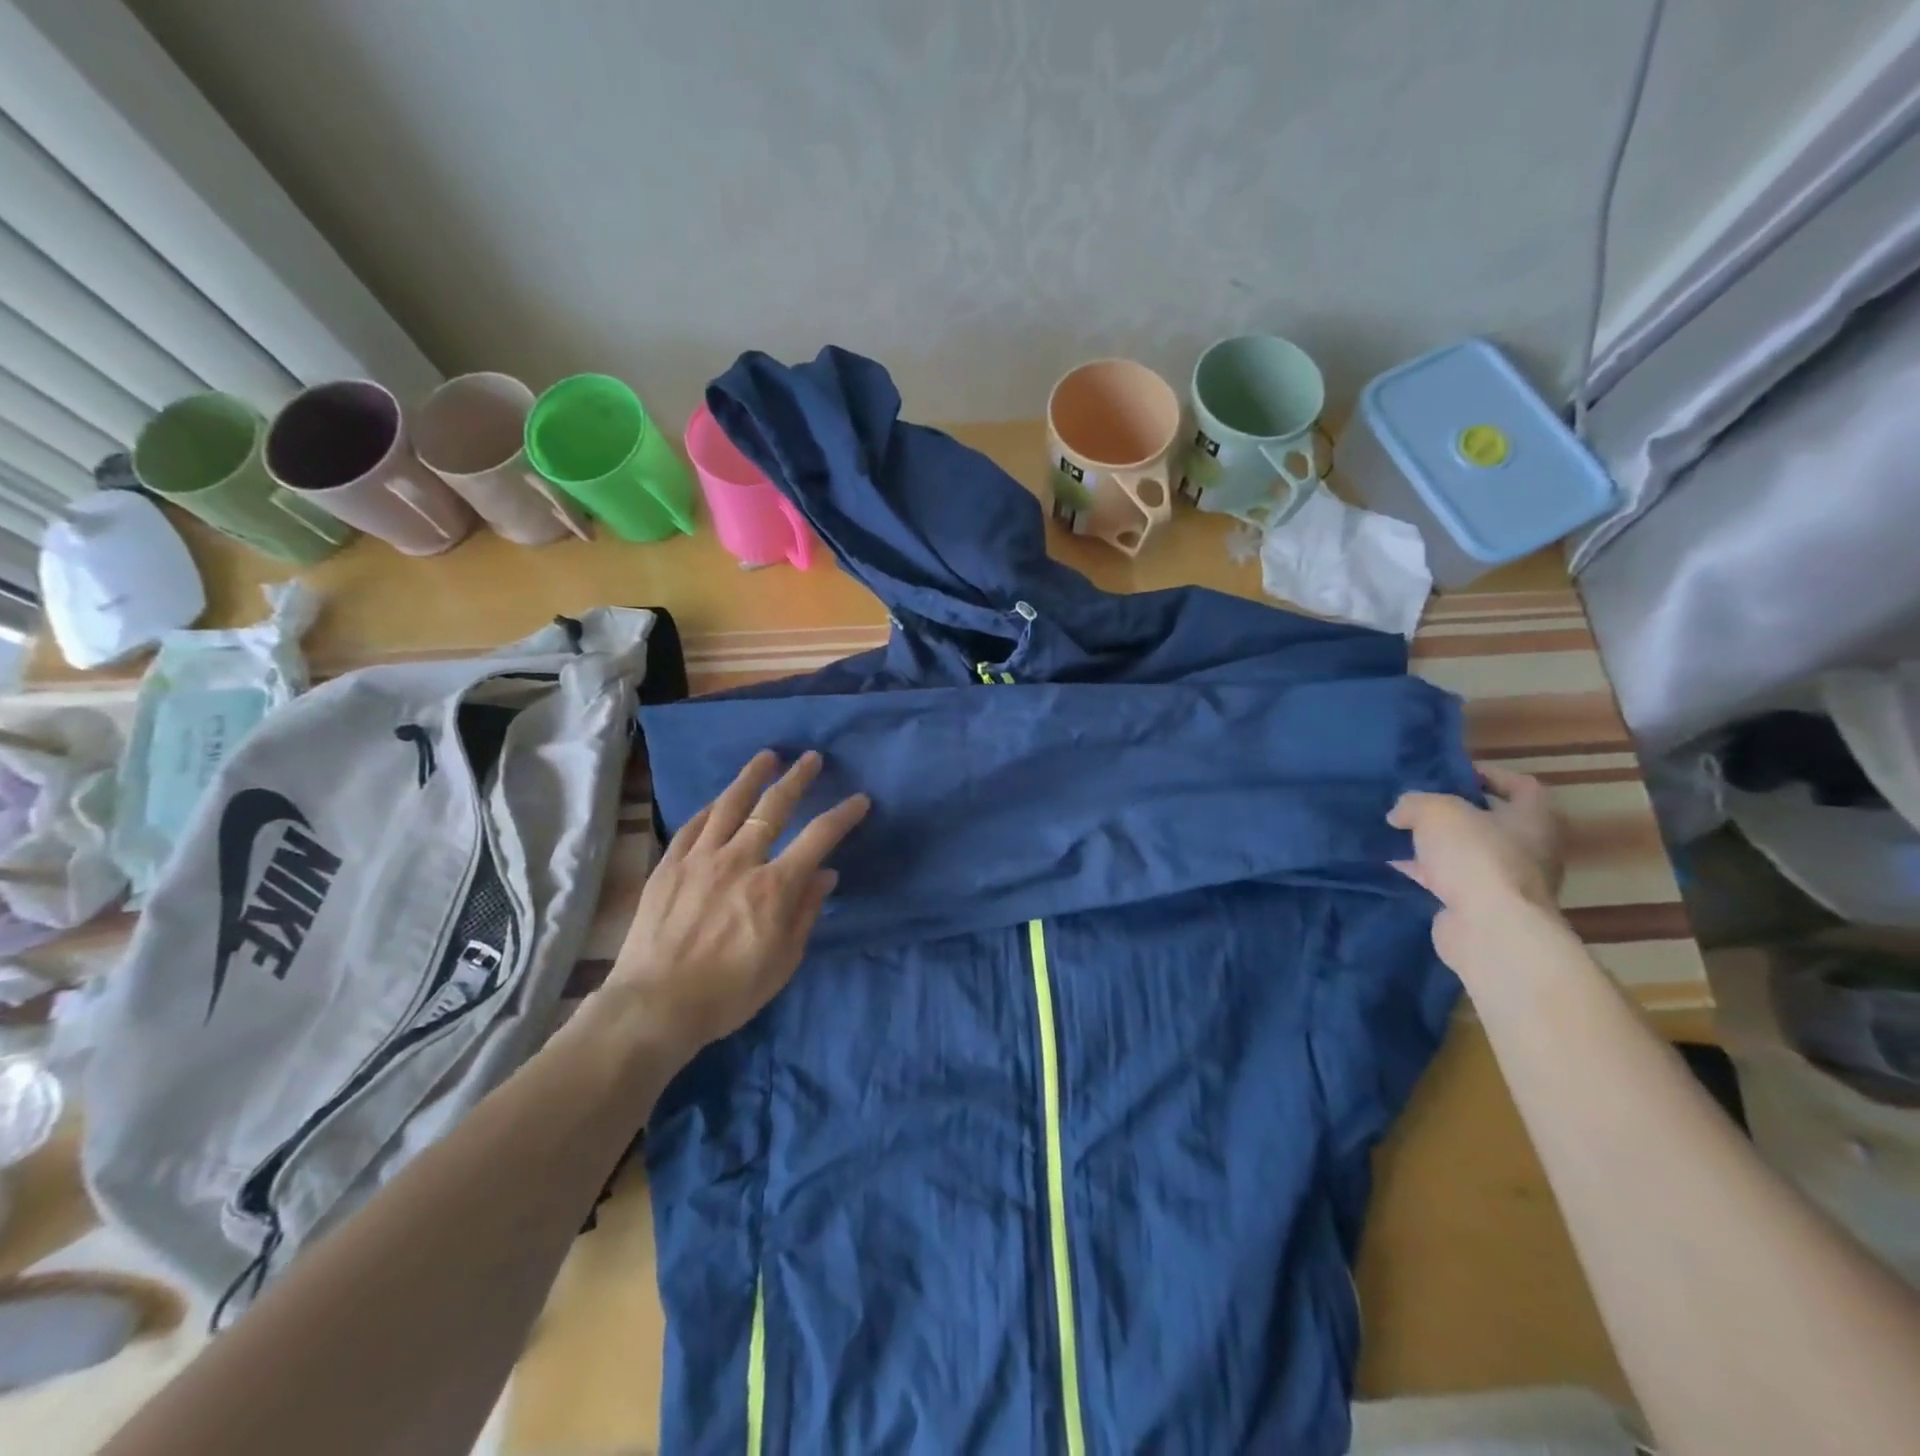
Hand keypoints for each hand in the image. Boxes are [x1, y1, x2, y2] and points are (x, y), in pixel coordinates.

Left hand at [607, 749, 868, 1058]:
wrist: (655, 1006)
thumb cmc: (728, 992)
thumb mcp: (783, 961)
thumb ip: (806, 912)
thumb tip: (825, 875)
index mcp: (774, 886)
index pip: (818, 837)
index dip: (843, 815)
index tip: (859, 800)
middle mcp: (739, 861)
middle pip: (773, 807)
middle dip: (797, 779)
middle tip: (811, 757)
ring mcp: (699, 859)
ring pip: (729, 804)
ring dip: (751, 777)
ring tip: (767, 757)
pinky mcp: (669, 866)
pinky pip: (692, 826)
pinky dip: (710, 808)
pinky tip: (718, 800)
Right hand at [1387, 765, 1565, 971]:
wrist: (1488, 927)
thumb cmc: (1476, 855)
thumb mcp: (1436, 812)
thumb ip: (1415, 803)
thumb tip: (1400, 813)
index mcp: (1533, 819)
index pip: (1523, 786)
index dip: (1490, 775)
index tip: (1455, 774)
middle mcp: (1529, 849)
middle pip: (1492, 821)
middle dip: (1455, 813)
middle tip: (1419, 804)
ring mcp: (1507, 881)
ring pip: (1467, 853)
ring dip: (1436, 845)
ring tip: (1398, 832)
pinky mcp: (1482, 906)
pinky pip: (1450, 880)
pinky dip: (1425, 872)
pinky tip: (1394, 864)